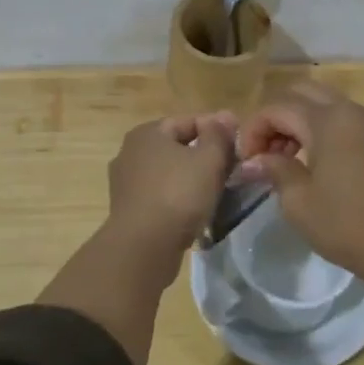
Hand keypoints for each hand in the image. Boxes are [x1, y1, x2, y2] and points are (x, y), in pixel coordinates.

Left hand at [105, 112, 237, 258]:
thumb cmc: (178, 194)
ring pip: (168, 173)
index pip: (188, 122)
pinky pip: (160, 195)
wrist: (144, 247)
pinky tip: (195, 211)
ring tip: (217, 191)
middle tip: (231, 169)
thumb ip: (219, 135)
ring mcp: (125, 183)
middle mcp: (130, 152)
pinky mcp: (128, 209)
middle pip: (176, 147)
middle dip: (204, 156)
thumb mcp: (208, 160)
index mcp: (147, 133)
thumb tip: (225, 116)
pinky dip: (177, 198)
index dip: (216, 130)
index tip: (238, 145)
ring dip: (191, 179)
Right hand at [234, 82, 363, 281]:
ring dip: (296, 120)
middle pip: (300, 93)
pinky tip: (309, 159)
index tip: (246, 160)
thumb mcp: (298, 201)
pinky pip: (339, 115)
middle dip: (275, 117)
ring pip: (320, 101)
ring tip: (283, 157)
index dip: (254, 129)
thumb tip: (253, 161)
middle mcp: (349, 110)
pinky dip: (317, 126)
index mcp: (327, 121)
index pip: (277, 108)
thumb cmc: (344, 224)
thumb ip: (274, 169)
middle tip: (263, 150)